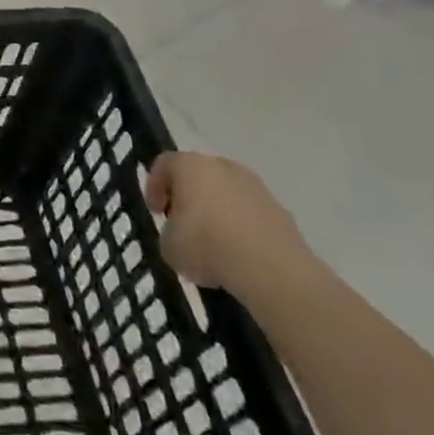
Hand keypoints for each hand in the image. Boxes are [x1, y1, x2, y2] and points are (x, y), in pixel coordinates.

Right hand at [143, 151, 310, 300]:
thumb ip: (169, 231)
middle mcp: (221, 166)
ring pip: (227, 193)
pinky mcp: (280, 210)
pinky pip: (250, 214)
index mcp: (188, 165)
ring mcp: (255, 186)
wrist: (272, 269)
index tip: (155, 212)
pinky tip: (239, 254)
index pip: (163, 165)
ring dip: (217, 212)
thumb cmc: (207, 245)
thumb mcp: (169, 245)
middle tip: (182, 224)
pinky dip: (242, 227)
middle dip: (188, 197)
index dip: (154, 187)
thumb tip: (180, 234)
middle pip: (197, 175)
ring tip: (214, 244)